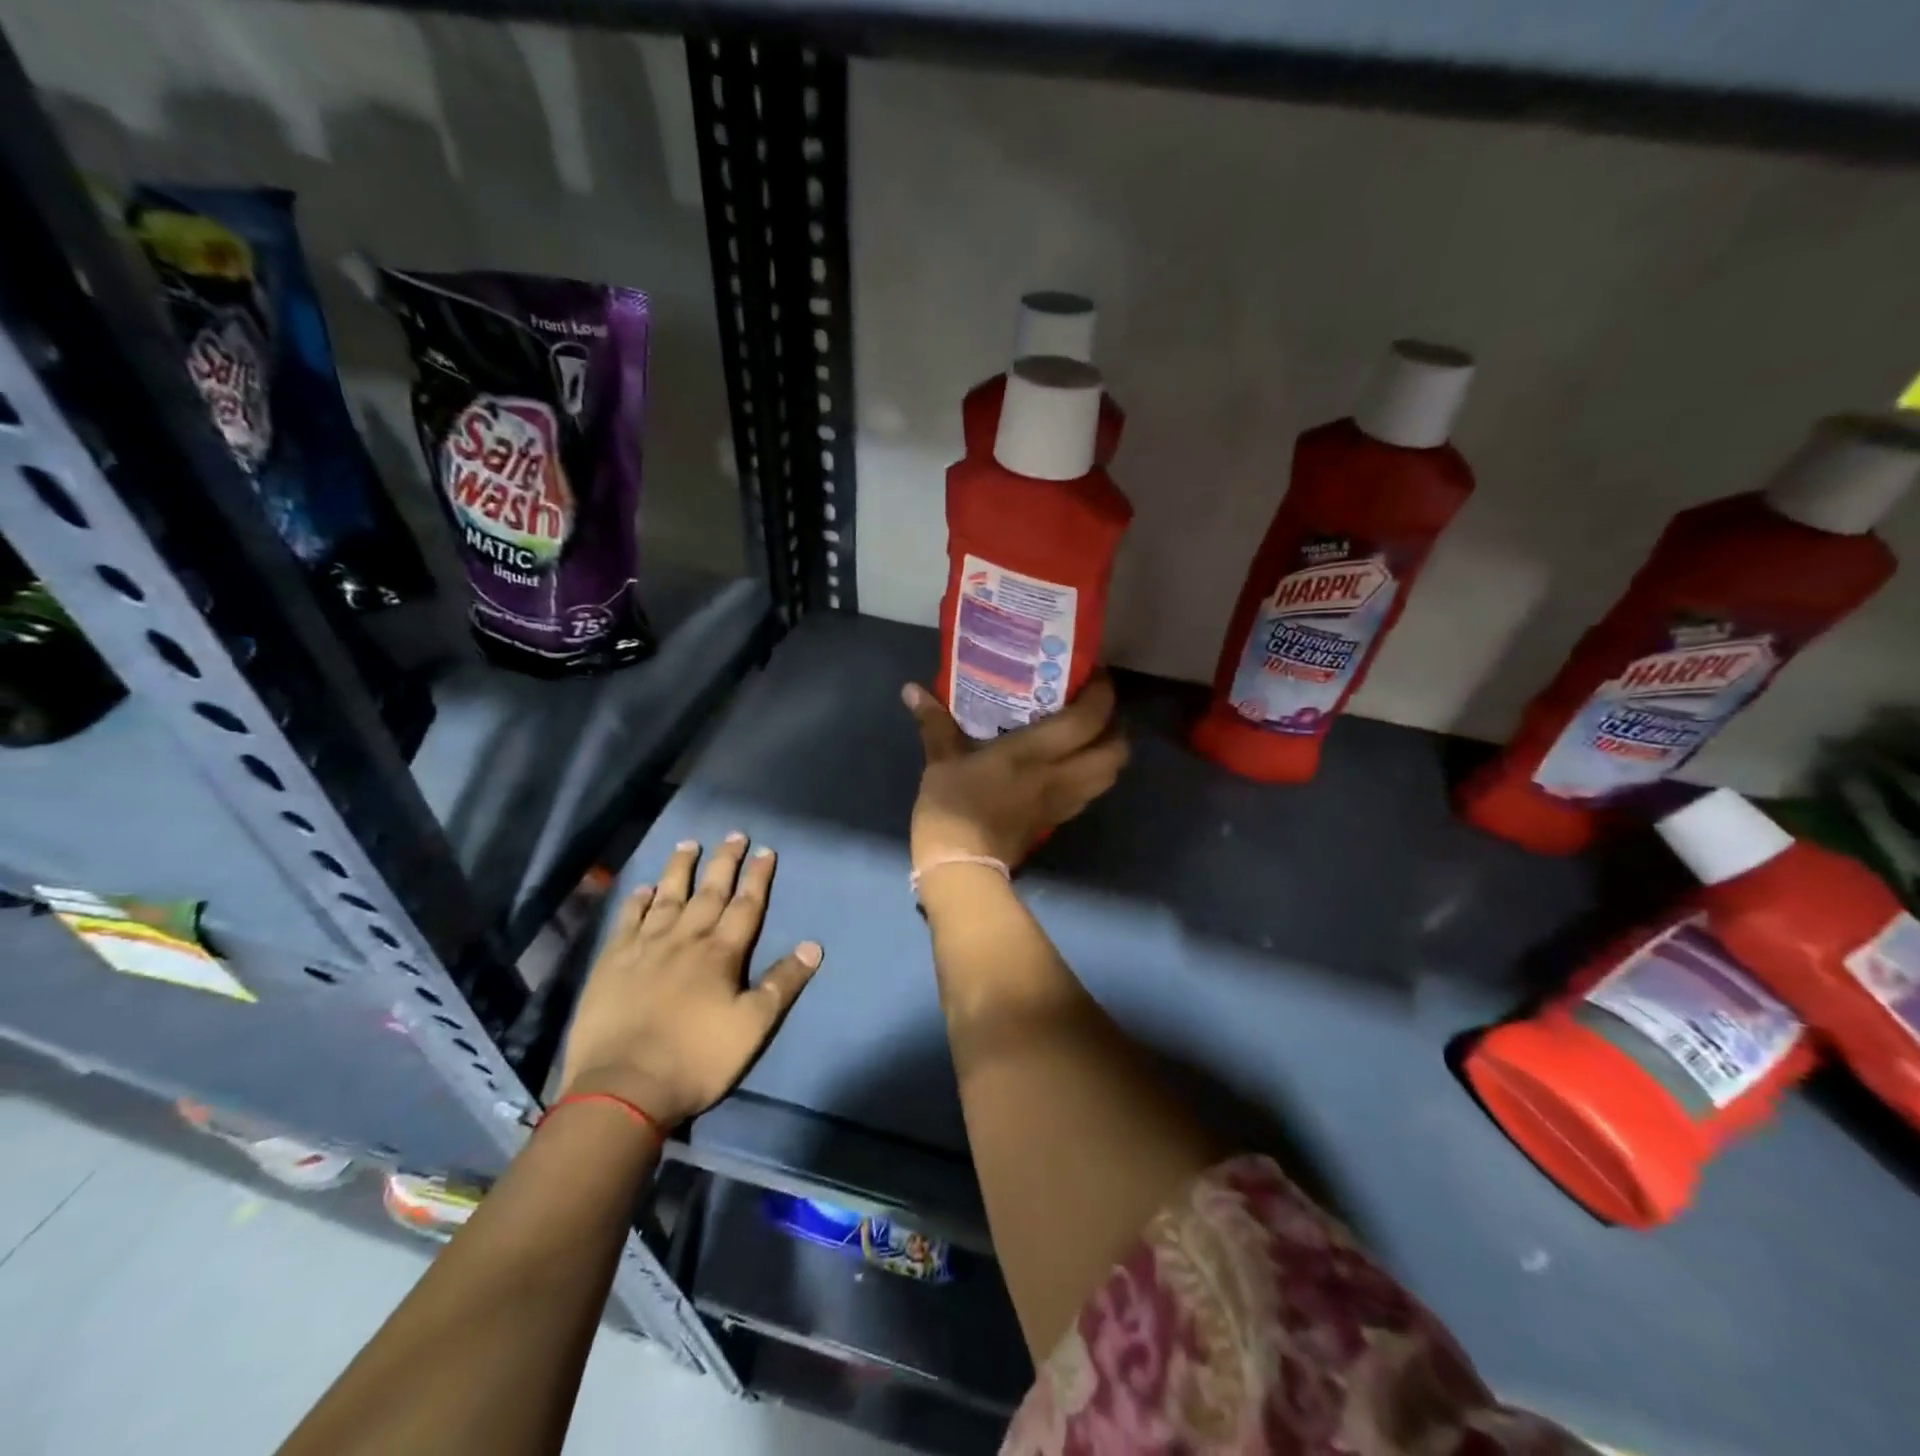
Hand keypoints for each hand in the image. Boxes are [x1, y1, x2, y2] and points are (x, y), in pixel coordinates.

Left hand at [559, 835, 821, 1128]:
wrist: (622, 1088)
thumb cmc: (695, 1060)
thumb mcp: (752, 1027)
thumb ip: (781, 983)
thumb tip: (813, 946)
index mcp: (720, 954)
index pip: (745, 906)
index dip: (757, 878)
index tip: (766, 851)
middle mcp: (684, 940)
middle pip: (709, 892)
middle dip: (724, 862)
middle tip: (733, 834)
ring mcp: (644, 948)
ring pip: (666, 897)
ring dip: (679, 870)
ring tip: (688, 844)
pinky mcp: (612, 963)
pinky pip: (627, 921)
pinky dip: (636, 902)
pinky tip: (642, 888)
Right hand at [902, 673, 1129, 870]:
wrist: (961, 868)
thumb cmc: (953, 807)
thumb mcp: (942, 761)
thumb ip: (935, 723)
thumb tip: (911, 689)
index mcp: (1037, 753)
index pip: (1089, 720)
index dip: (1102, 694)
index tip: (1093, 675)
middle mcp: (1062, 776)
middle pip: (1116, 751)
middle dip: (1116, 727)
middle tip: (1095, 709)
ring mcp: (1063, 802)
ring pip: (1109, 775)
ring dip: (1107, 753)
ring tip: (1087, 736)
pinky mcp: (1056, 822)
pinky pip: (1088, 793)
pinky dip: (1089, 775)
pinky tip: (1067, 766)